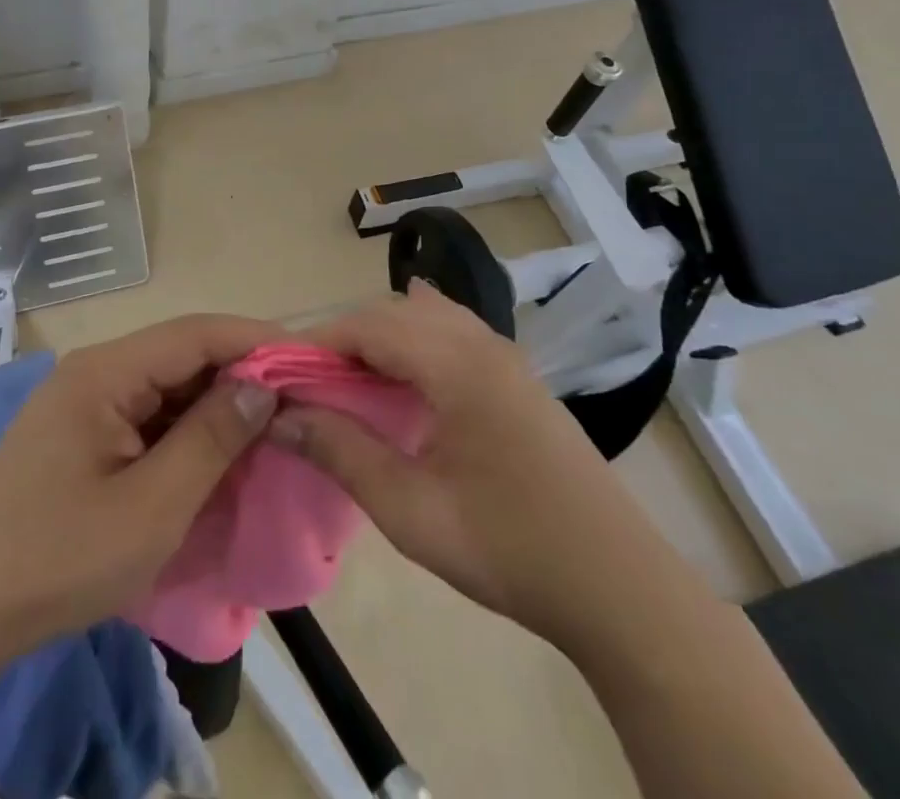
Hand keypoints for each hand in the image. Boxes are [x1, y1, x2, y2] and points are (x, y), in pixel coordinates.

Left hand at [0, 314, 278, 662]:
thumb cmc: (57, 557)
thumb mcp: (151, 507)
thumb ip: (212, 439)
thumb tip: (263, 385)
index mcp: (107, 372)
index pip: (196, 333)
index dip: (256, 340)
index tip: (310, 359)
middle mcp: (97, 371)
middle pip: (182, 354)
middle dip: (241, 373)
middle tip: (300, 400)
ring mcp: (86, 401)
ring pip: (167, 385)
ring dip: (216, 404)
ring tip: (271, 426)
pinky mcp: (83, 432)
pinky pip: (148, 415)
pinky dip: (187, 430)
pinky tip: (218, 453)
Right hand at [270, 283, 667, 648]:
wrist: (618, 586)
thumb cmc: (508, 547)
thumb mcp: (411, 509)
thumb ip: (341, 452)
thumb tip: (282, 416)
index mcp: (456, 363)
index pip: (368, 325)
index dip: (318, 343)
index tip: (282, 375)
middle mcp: (481, 342)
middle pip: (395, 312)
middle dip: (346, 338)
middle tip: (312, 385)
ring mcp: (506, 355)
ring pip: (426, 316)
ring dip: (382, 337)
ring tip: (352, 381)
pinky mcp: (518, 375)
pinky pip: (454, 331)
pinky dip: (417, 338)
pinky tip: (406, 368)